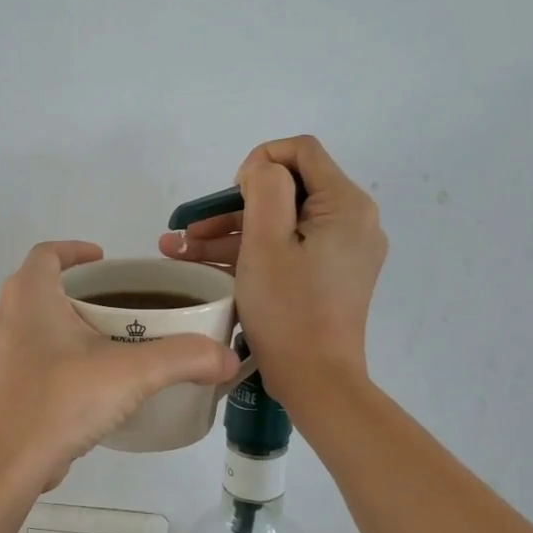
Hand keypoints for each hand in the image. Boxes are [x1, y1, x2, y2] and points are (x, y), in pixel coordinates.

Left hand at [0, 242, 241, 489]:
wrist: (2, 466)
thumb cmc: (60, 401)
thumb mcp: (132, 374)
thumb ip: (184, 358)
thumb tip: (227, 358)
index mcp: (29, 296)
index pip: (47, 253)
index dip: (75, 250)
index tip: (104, 260)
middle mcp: (3, 316)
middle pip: (40, 287)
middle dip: (77, 291)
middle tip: (116, 306)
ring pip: (30, 324)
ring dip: (63, 325)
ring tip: (104, 344)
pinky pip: (25, 357)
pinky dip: (52, 357)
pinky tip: (82, 385)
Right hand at [158, 136, 385, 406]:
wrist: (316, 381)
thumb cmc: (288, 310)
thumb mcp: (266, 241)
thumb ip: (264, 188)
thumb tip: (262, 170)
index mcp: (346, 204)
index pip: (301, 151)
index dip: (259, 162)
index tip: (230, 196)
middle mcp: (353, 221)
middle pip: (287, 191)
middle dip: (232, 207)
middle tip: (188, 230)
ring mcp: (343, 251)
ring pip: (282, 223)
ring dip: (231, 233)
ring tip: (179, 251)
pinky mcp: (330, 275)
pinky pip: (289, 249)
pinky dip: (251, 253)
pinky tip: (204, 264)